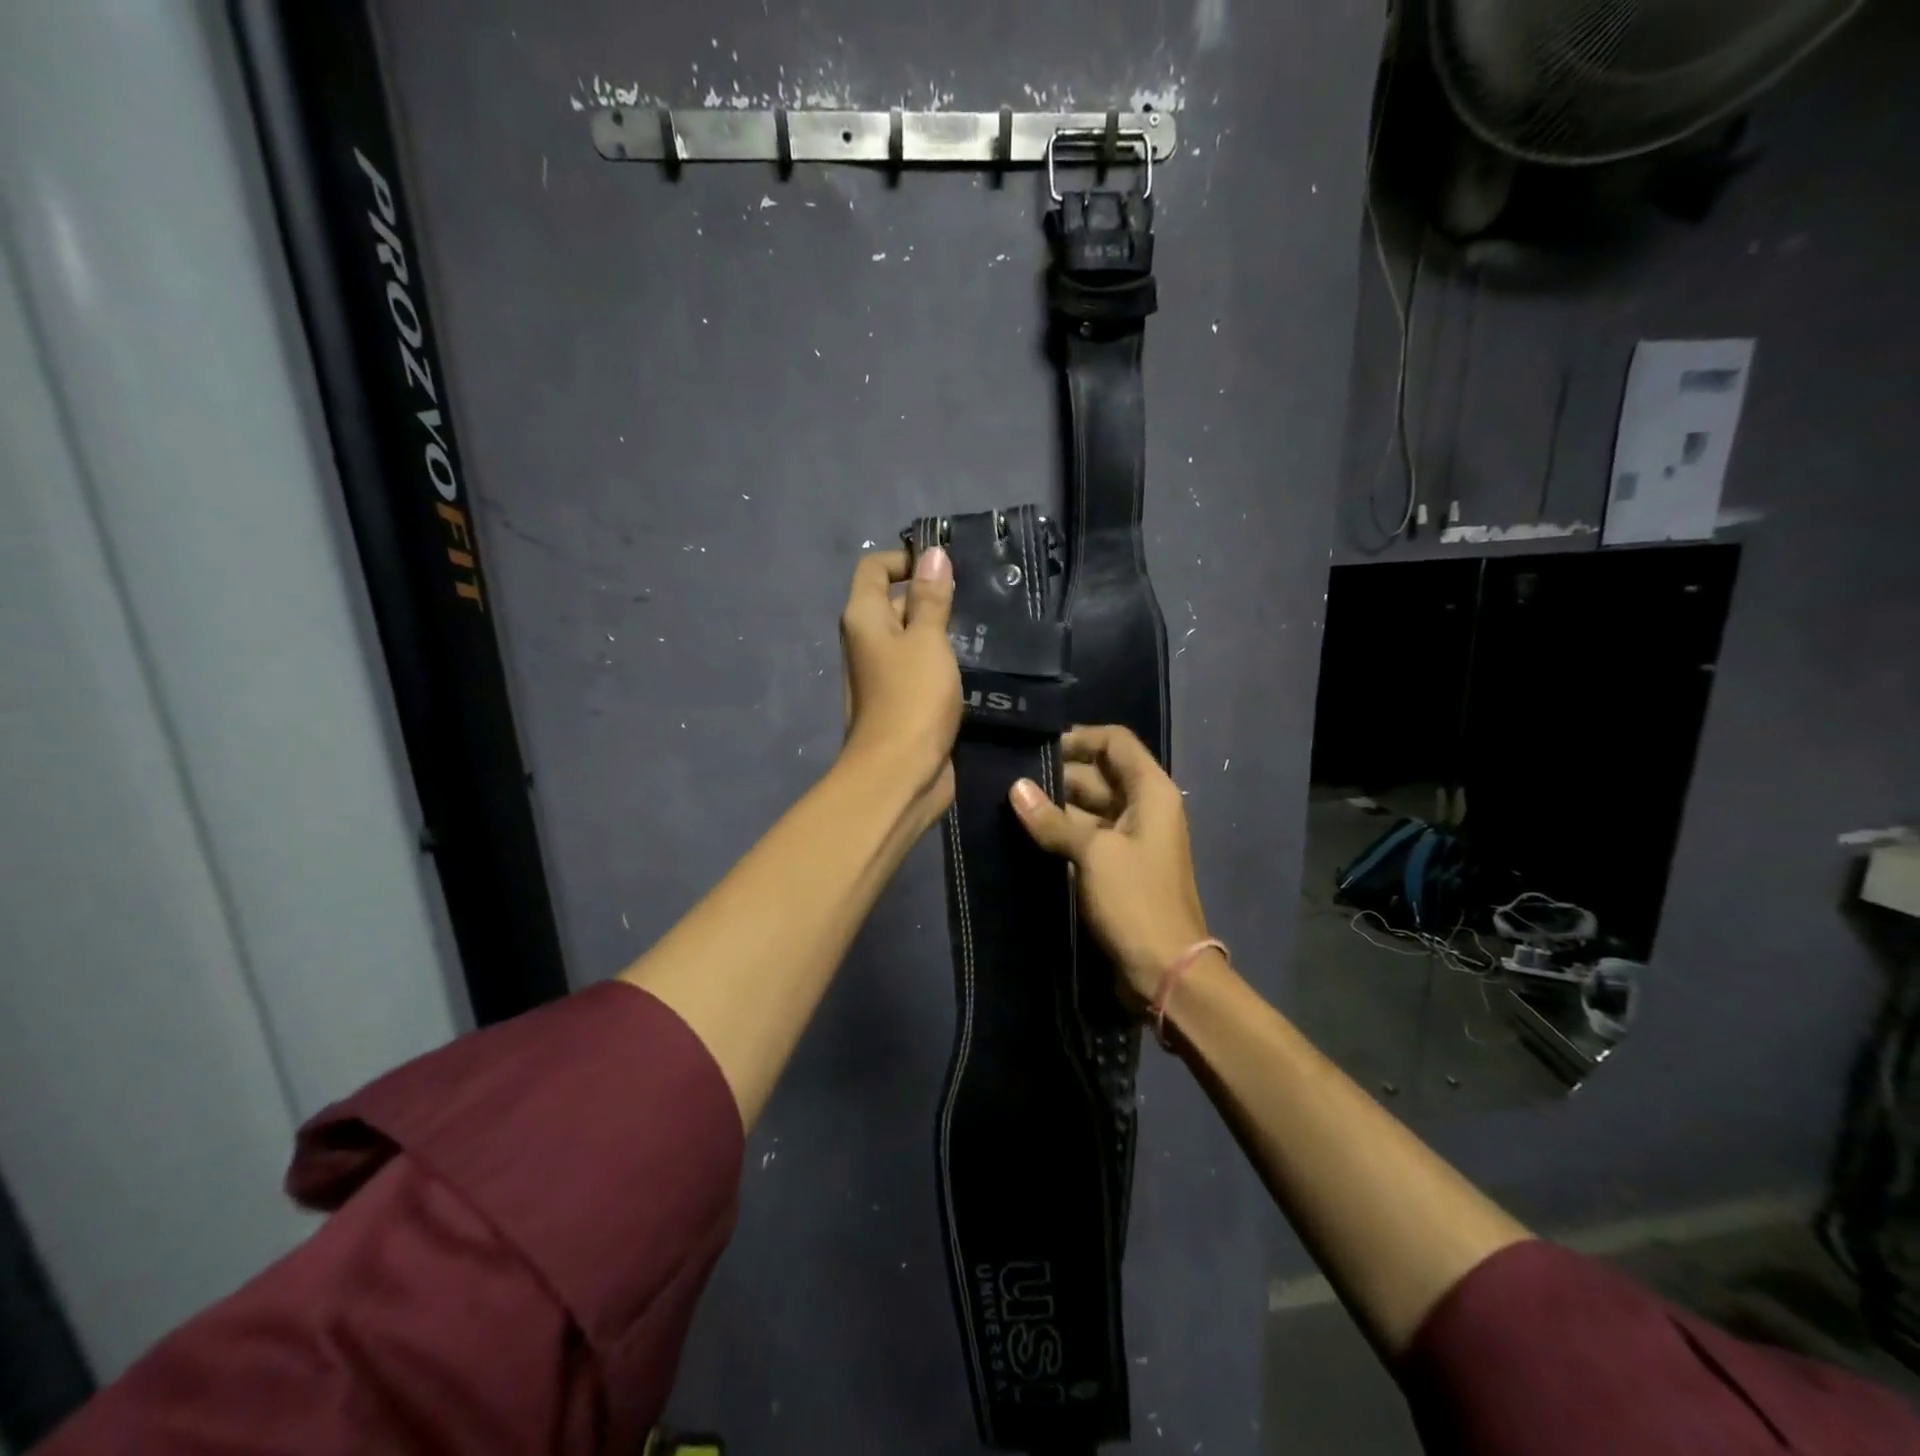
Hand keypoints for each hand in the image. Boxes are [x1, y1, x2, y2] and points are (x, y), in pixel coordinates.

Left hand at [838, 546, 959, 824]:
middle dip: (933, 594)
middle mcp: (868, 641)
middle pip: (896, 601)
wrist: (901, 774)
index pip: (875, 568)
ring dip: (943, 630)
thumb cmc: (911, 699)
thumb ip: (931, 598)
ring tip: (987, 623)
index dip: (907, 559)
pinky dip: (945, 661)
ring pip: (914, 637)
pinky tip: (980, 660)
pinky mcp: (905, 700)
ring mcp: (885, 673)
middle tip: (979, 593)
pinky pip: (924, 667)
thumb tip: (933, 554)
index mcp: (864, 618)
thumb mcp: (927, 640)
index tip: (948, 565)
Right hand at [1009, 725, 1209, 1002]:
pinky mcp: (1116, 865)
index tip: (1036, 747)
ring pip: (1088, 806)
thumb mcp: (1093, 853)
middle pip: (1099, 773)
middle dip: (1057, 774)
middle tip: (1010, 778)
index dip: (1078, 738)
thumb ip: (1053, 819)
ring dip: (1055, 806)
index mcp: (1150, 791)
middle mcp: (1143, 806)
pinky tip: (1026, 833)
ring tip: (1009, 803)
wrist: (1165, 968)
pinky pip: (1086, 836)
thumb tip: (1015, 787)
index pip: (1115, 742)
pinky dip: (1061, 832)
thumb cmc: (1135, 900)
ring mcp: (1130, 837)